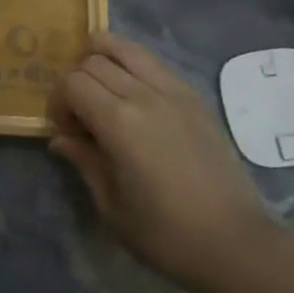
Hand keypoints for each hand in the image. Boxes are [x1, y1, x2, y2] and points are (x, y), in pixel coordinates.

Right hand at [49, 33, 276, 288]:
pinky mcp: (193, 97)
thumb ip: (84, 162)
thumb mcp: (112, 207)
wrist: (235, 243)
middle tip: (81, 114)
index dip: (58, 102)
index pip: (72, 83)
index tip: (64, 130)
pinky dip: (132, 64)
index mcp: (119, 122)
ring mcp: (173, 91)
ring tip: (100, 83)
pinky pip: (153, 63)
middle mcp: (144, 95)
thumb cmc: (166, 234)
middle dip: (76, 81)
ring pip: (126, 49)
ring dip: (103, 58)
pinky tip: (131, 90)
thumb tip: (61, 139)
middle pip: (94, 61)